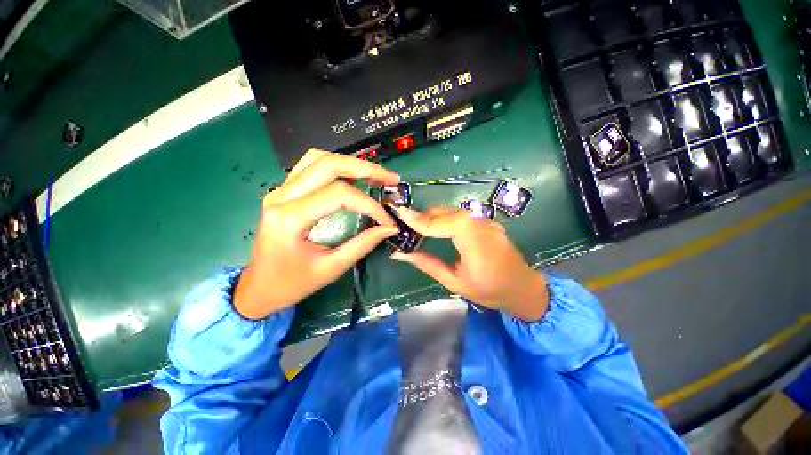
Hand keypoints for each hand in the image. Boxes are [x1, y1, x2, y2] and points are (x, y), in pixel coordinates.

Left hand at [234, 149, 400, 319]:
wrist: (258, 288)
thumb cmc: (292, 284)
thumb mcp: (331, 268)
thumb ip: (363, 244)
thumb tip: (390, 228)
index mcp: (290, 218)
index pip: (339, 196)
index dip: (370, 205)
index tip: (388, 221)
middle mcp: (281, 196)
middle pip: (328, 165)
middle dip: (366, 169)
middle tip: (391, 179)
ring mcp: (280, 190)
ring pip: (318, 159)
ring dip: (351, 164)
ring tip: (375, 175)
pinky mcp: (284, 191)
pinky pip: (311, 166)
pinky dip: (336, 167)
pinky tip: (353, 177)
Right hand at [391, 207, 548, 321]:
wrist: (523, 288)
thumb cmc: (489, 291)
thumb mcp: (454, 283)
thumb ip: (427, 264)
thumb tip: (401, 254)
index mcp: (477, 246)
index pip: (447, 224)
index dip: (422, 219)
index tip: (401, 215)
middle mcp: (484, 227)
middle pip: (450, 213)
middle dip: (425, 216)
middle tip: (406, 223)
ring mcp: (488, 222)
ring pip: (455, 211)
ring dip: (434, 215)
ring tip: (417, 225)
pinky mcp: (488, 221)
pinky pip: (462, 214)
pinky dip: (445, 217)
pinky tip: (436, 225)